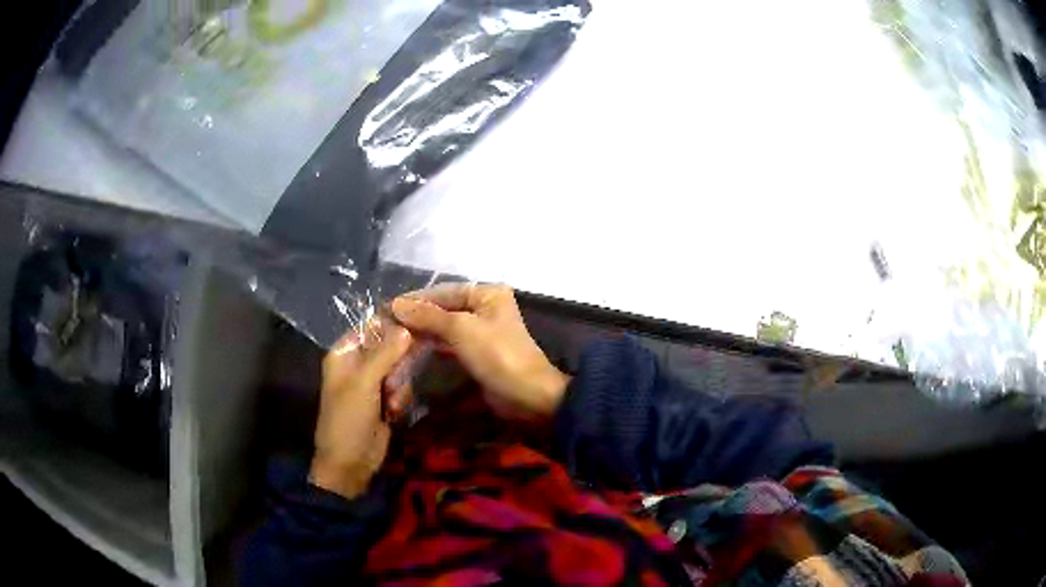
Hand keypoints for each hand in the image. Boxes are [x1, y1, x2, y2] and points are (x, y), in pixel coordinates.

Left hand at [310, 320, 412, 498]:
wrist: (351, 463)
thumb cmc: (348, 418)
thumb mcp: (364, 383)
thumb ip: (385, 353)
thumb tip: (407, 327)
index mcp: (344, 354)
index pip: (370, 326)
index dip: (392, 324)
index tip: (416, 324)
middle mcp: (358, 364)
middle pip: (389, 346)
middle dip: (397, 363)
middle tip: (397, 377)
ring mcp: (372, 383)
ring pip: (399, 368)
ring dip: (399, 385)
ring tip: (390, 402)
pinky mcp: (384, 400)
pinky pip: (401, 387)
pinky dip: (400, 398)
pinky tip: (393, 413)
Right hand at [391, 285, 569, 421]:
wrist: (528, 398)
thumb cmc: (498, 356)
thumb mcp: (462, 330)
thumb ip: (428, 316)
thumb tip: (395, 303)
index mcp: (486, 294)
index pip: (442, 291)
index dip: (413, 300)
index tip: (384, 309)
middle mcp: (483, 309)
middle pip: (441, 310)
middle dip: (414, 319)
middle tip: (384, 327)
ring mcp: (480, 334)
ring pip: (443, 329)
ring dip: (419, 335)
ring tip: (392, 340)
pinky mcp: (476, 356)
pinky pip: (448, 347)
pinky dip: (430, 349)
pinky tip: (410, 353)